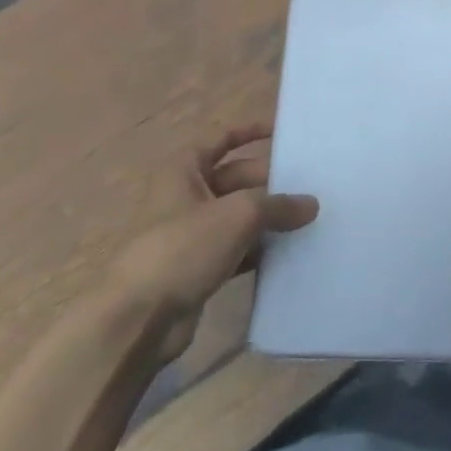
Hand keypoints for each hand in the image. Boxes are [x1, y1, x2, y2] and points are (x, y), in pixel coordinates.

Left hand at [109, 125, 318, 361]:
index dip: (248, 132)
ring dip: (270, 218)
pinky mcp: (199, 269)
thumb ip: (279, 205)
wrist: (139, 319)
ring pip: (239, 217)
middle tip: (310, 184)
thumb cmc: (183, 248)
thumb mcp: (239, 215)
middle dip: (270, 181)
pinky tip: (291, 252)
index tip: (282, 132)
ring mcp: (191, 236)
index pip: (219, 141)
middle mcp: (185, 199)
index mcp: (182, 174)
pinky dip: (261, 249)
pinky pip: (238, 250)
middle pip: (235, 179)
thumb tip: (311, 204)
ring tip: (310, 217)